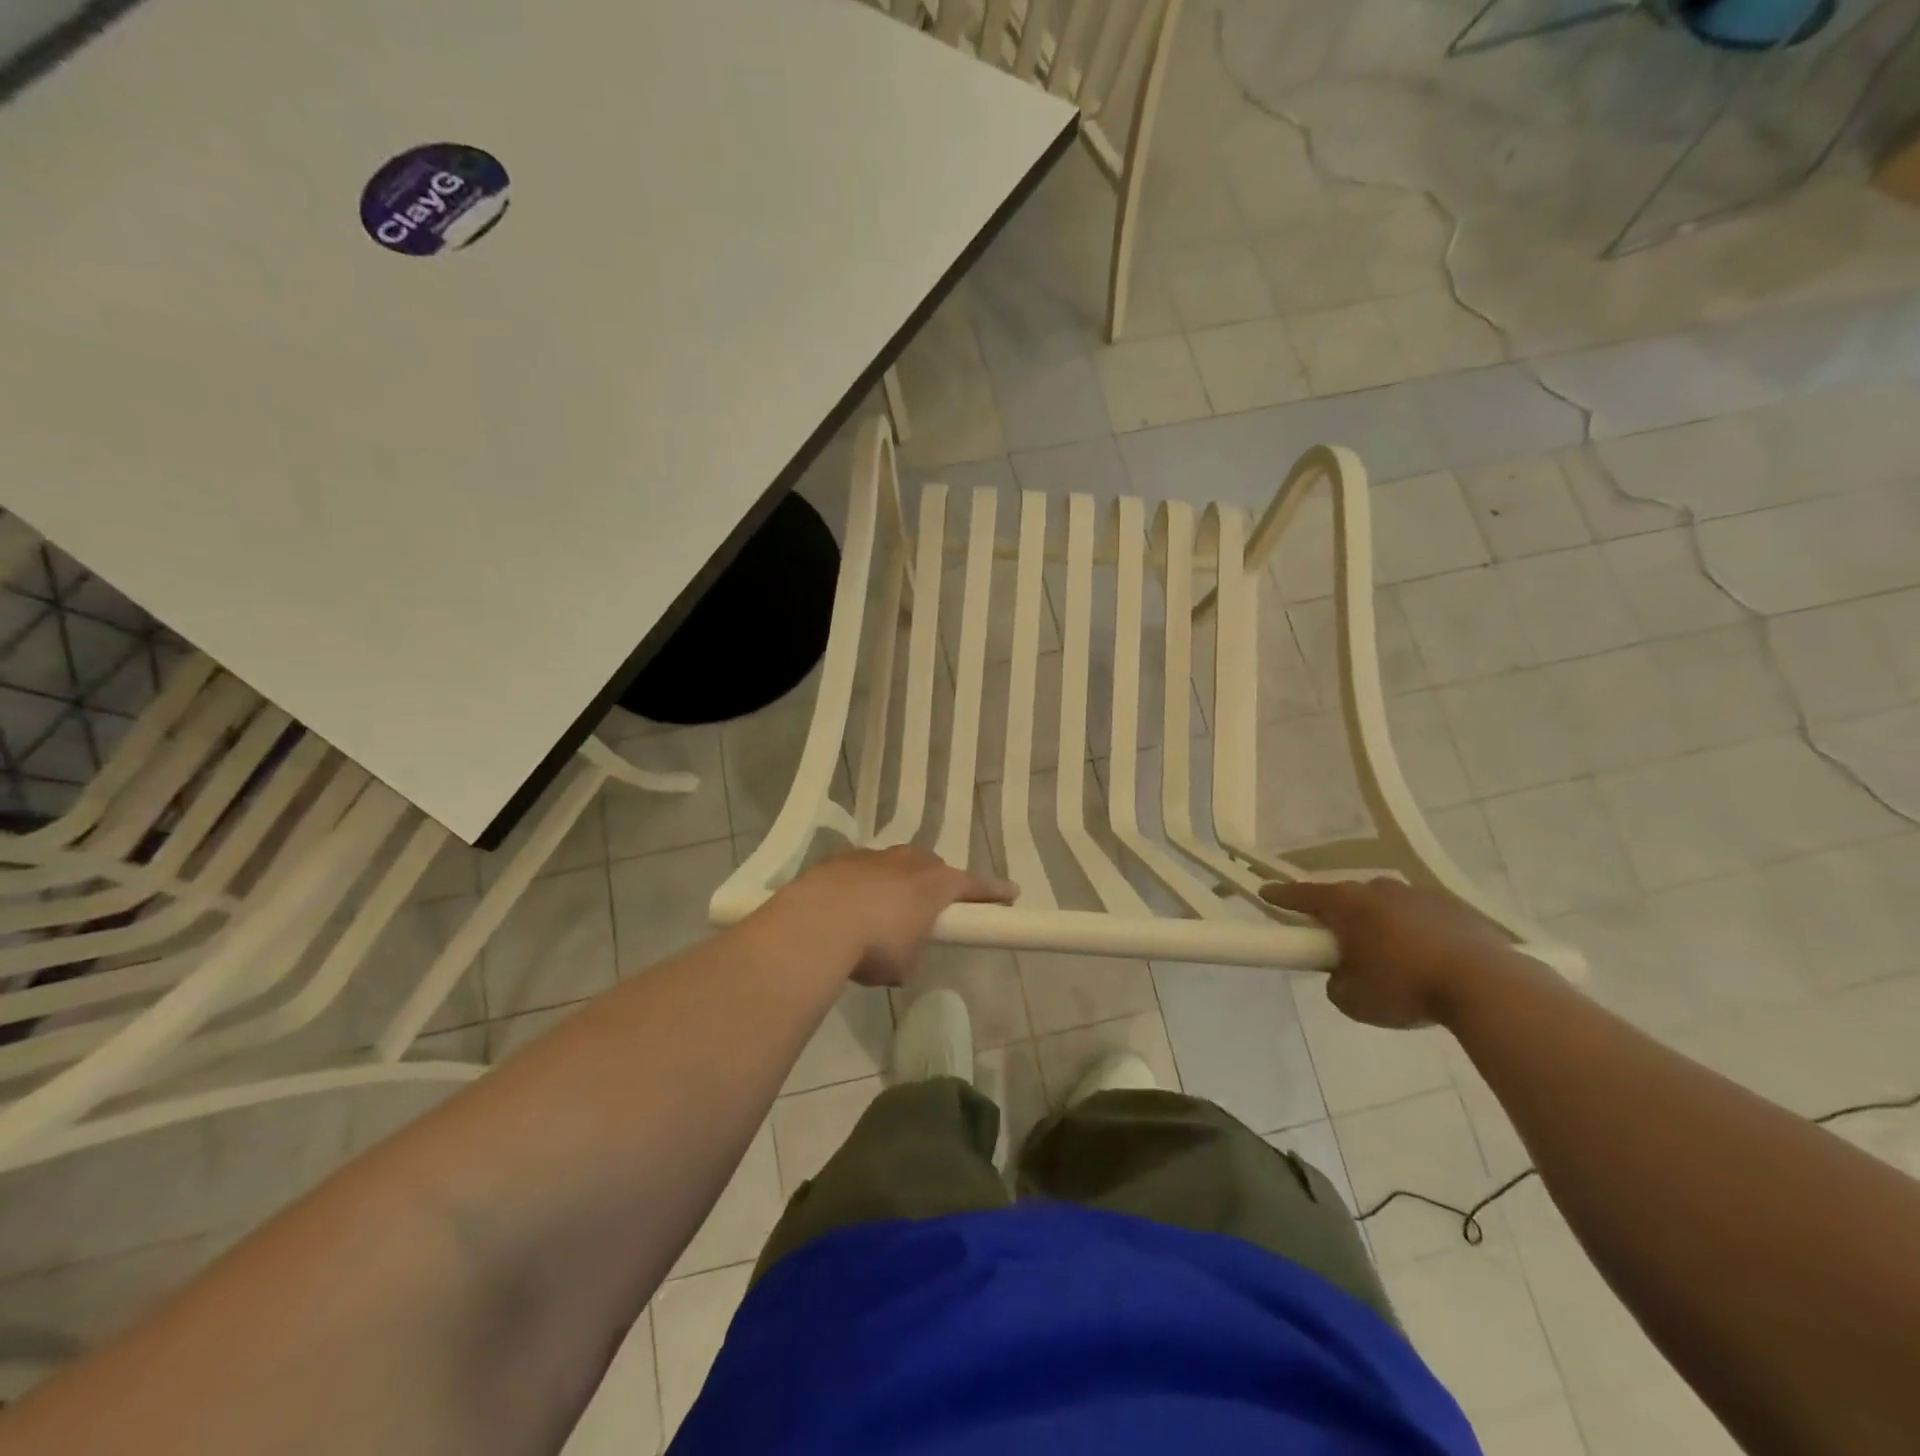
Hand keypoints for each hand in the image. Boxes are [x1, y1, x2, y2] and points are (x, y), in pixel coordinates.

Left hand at [772, 846, 1016, 986]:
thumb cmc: (875, 945)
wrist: (817, 923)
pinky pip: (862, 871)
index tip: (1011, 894)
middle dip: (934, 885)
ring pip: (895, 865)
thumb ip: (912, 951)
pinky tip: (848, 909)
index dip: (994, 892)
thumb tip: (900, 952)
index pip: (975, 886)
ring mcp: (874, 856)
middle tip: (929, 909)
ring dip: (895, 884)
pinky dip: (862, 887)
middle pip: (932, 867)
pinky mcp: (841, 859)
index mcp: (936, 884)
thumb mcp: (904, 964)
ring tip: (882, 912)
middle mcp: (909, 861)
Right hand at [1259, 878, 1514, 1028]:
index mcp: (1347, 905)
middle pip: (1348, 899)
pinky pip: (1421, 917)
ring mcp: (1419, 895)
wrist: (1487, 986)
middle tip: (1340, 945)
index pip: (1303, 896)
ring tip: (1391, 959)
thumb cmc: (1406, 988)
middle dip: (1341, 918)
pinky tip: (1427, 961)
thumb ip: (1336, 984)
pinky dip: (1415, 933)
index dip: (1281, 896)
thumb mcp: (1354, 1000)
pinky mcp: (1454, 908)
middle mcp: (1379, 890)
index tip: (1265, 892)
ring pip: (1387, 906)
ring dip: (1381, 925)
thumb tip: (1343, 976)